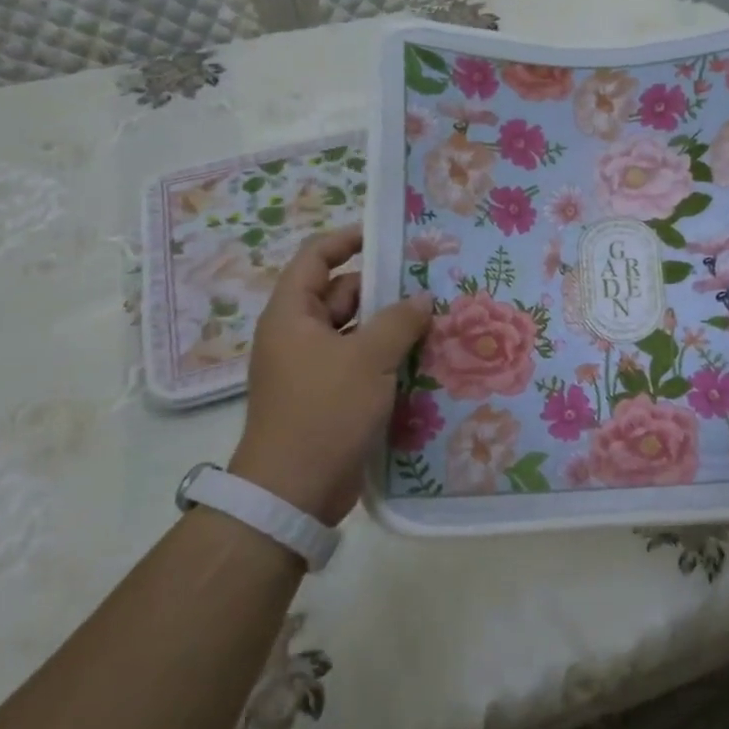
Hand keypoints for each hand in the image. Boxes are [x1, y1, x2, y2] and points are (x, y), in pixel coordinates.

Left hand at [230, 225, 433, 522]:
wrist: (293, 492)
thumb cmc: (324, 412)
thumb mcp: (368, 359)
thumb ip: (399, 321)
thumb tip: (422, 298)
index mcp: (292, 315)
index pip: (315, 258)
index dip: (347, 240)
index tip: (387, 235)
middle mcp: (298, 336)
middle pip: (340, 294)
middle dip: (382, 288)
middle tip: (428, 282)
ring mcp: (312, 368)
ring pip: (355, 332)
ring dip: (389, 326)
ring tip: (435, 319)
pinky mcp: (328, 397)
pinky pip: (360, 363)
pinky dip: (386, 358)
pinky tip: (423, 359)